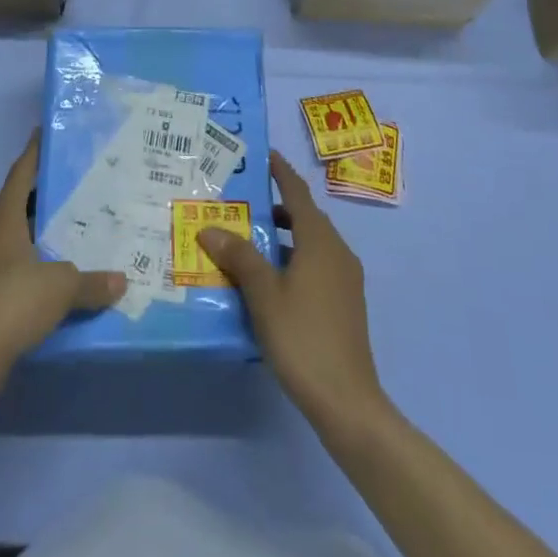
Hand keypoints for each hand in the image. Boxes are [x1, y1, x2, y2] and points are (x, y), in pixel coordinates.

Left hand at [0, 132, 125, 379]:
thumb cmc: (10, 303)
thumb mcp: (60, 287)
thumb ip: (91, 282)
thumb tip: (121, 281)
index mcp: (3, 220)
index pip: (20, 175)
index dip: (34, 153)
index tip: (47, 133)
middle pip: (19, 206)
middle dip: (46, 195)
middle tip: (79, 185)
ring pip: (18, 241)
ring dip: (42, 235)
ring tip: (77, 230)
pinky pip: (17, 272)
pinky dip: (38, 269)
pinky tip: (61, 279)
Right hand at [199, 151, 384, 430]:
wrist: (347, 401)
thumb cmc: (303, 337)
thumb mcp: (263, 294)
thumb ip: (239, 257)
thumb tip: (210, 228)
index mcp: (320, 241)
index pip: (297, 193)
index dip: (281, 172)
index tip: (264, 155)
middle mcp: (337, 252)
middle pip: (305, 217)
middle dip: (275, 206)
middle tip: (241, 201)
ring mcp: (344, 279)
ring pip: (310, 243)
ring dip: (282, 236)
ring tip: (247, 240)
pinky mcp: (344, 303)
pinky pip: (315, 265)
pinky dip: (292, 259)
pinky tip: (268, 280)